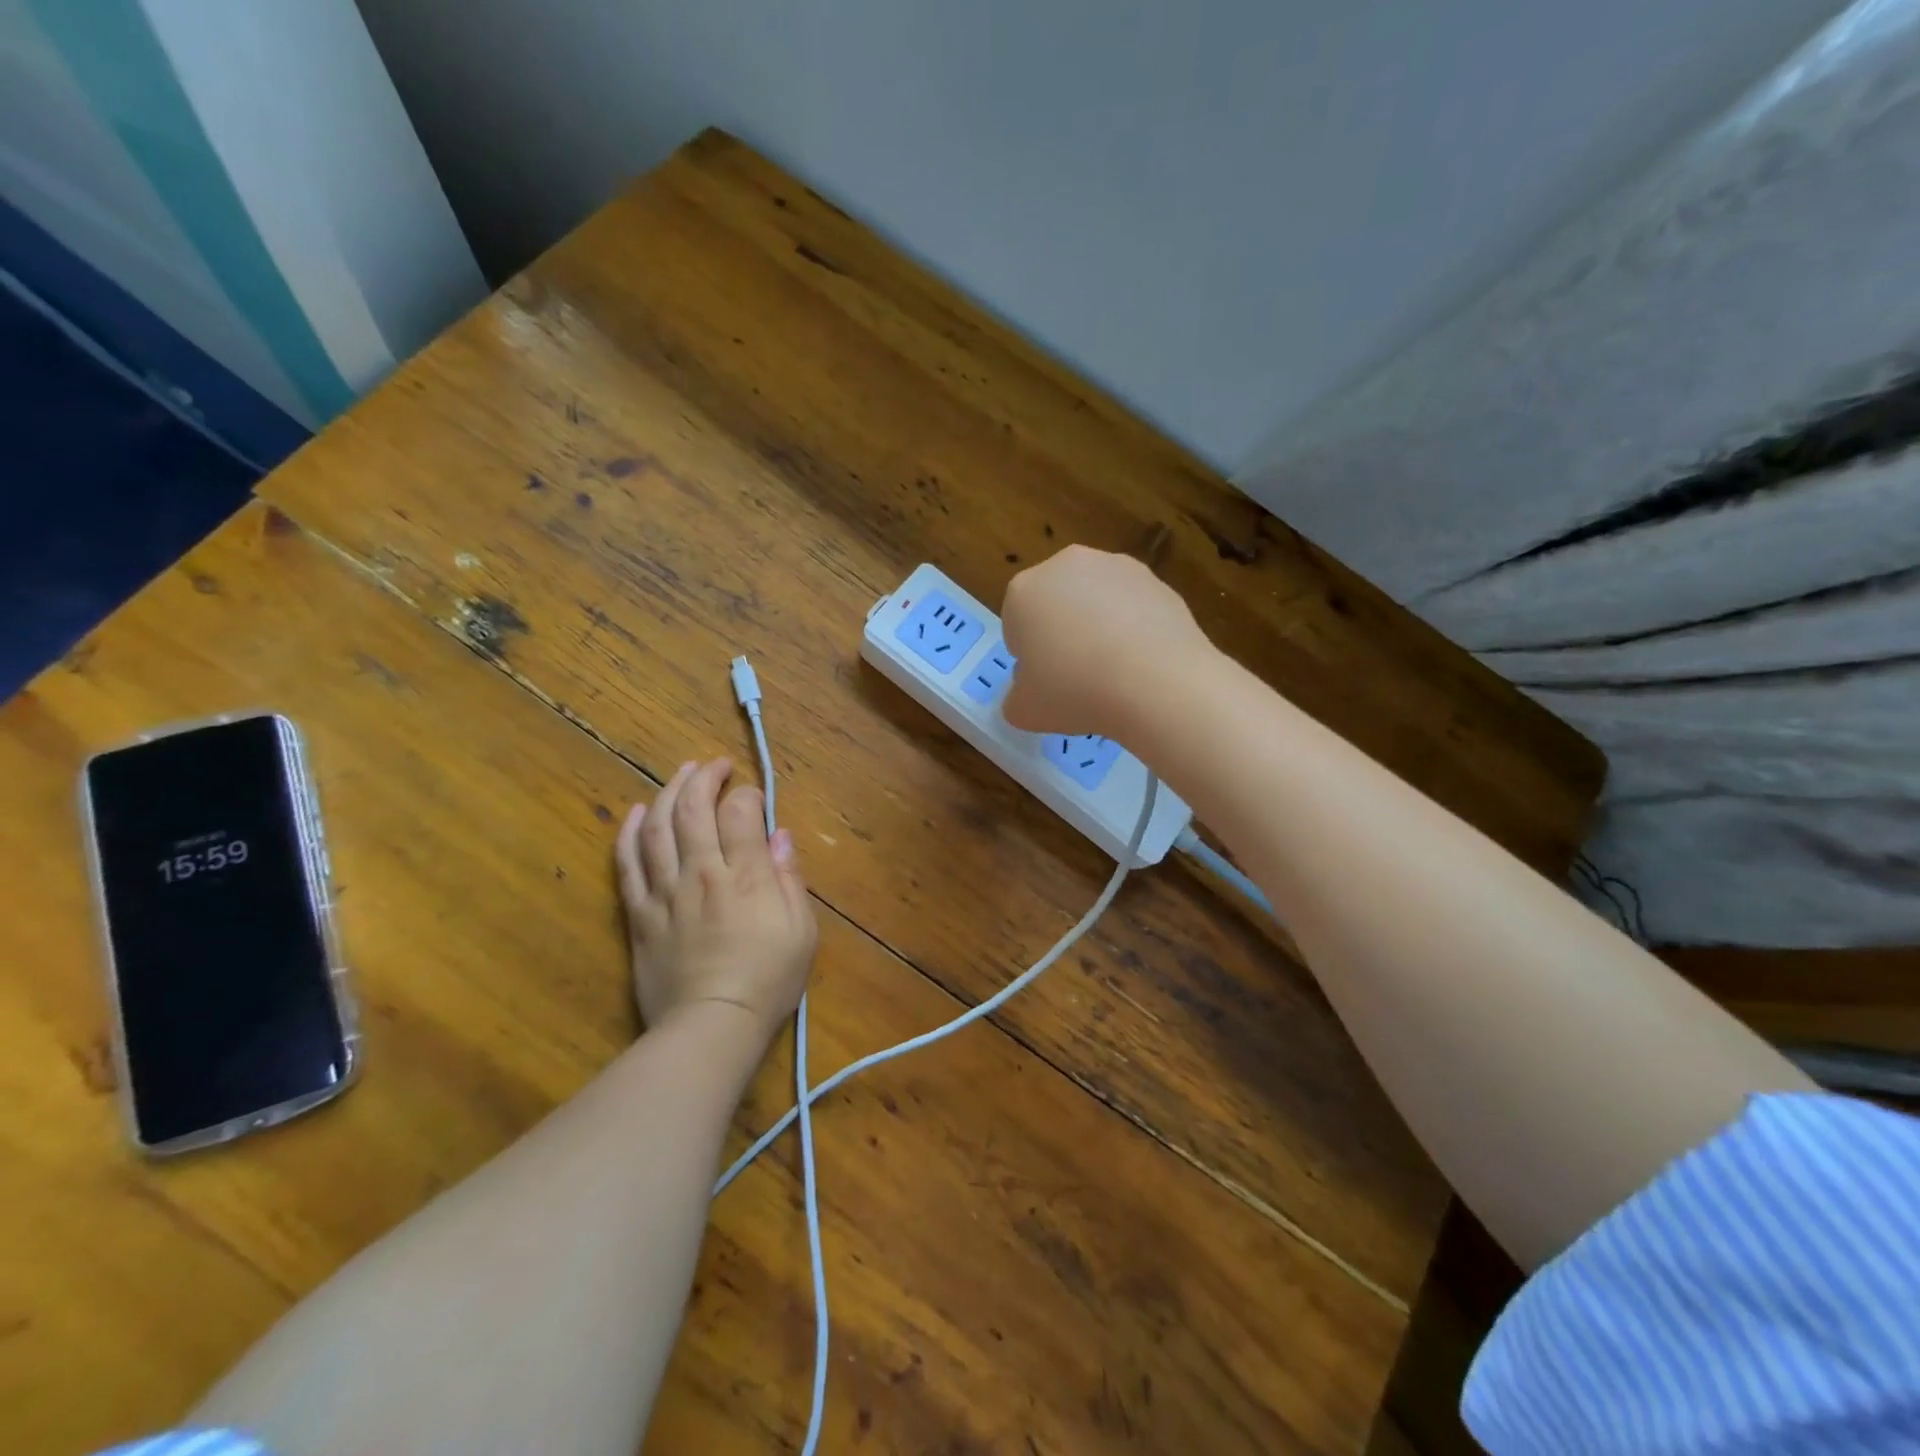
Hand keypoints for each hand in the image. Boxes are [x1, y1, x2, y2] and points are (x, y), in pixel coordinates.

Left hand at [615, 758, 817, 1044]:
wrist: (712, 1027)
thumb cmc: (768, 980)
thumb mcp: (801, 930)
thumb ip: (789, 878)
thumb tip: (779, 836)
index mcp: (746, 875)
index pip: (740, 813)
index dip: (746, 794)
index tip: (753, 796)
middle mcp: (702, 872)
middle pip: (695, 809)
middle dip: (705, 777)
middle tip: (714, 765)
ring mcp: (665, 891)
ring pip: (659, 827)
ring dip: (669, 792)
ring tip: (681, 773)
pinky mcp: (639, 914)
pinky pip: (628, 864)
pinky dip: (630, 833)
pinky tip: (638, 812)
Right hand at [1000, 545, 1209, 735]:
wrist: (1157, 682)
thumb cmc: (1074, 691)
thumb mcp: (1024, 711)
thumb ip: (1017, 697)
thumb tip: (1031, 690)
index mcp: (1023, 591)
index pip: (1015, 624)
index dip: (1028, 656)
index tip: (1043, 682)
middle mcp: (1066, 566)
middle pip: (1055, 603)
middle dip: (1062, 632)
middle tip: (1075, 676)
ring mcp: (1115, 567)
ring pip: (1096, 601)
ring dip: (1098, 626)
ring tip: (1114, 671)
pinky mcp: (1156, 580)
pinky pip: (1133, 607)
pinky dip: (1133, 628)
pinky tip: (1141, 662)